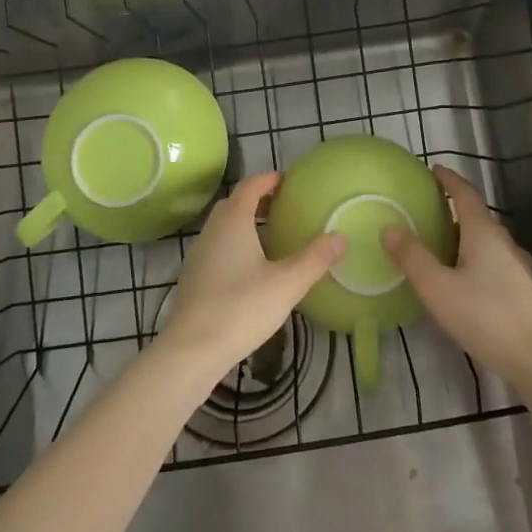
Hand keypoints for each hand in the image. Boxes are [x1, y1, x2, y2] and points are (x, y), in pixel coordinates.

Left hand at [155, 173, 343, 381]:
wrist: (191, 351)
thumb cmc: (241, 308)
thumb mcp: (287, 284)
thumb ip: (314, 259)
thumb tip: (340, 237)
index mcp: (233, 221)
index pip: (250, 186)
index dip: (269, 180)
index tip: (288, 181)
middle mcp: (212, 231)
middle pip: (234, 204)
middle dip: (258, 201)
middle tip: (284, 207)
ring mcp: (199, 255)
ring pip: (224, 227)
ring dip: (246, 224)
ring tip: (272, 237)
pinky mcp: (194, 278)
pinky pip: (218, 248)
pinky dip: (235, 245)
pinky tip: (252, 269)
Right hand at [384, 166, 531, 385]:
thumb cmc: (486, 316)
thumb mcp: (438, 288)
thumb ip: (412, 258)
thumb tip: (390, 227)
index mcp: (483, 232)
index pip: (465, 193)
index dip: (448, 180)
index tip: (433, 169)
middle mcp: (504, 242)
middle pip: (476, 217)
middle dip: (454, 211)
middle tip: (428, 214)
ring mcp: (519, 267)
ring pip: (487, 243)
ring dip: (465, 239)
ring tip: (442, 249)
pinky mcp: (526, 291)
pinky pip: (495, 264)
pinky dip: (475, 262)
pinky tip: (466, 284)